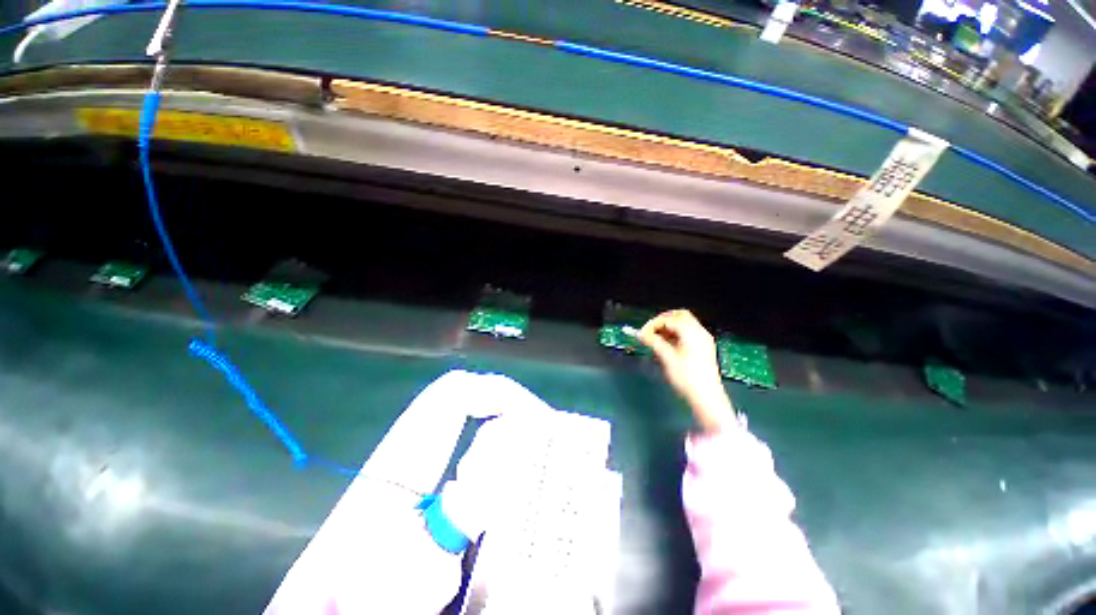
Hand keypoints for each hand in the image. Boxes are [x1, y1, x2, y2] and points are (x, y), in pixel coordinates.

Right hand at [639, 310, 735, 433]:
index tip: (642, 333)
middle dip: (662, 320)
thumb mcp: (667, 358)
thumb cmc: (687, 378)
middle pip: (679, 316)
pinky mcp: (703, 348)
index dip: (653, 324)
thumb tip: (641, 334)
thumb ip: (654, 342)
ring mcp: (703, 340)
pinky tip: (666, 344)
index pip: (669, 319)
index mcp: (692, 333)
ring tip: (655, 339)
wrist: (707, 398)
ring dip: (669, 327)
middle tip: (649, 331)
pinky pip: (688, 333)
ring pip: (684, 324)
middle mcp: (700, 333)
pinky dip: (676, 334)